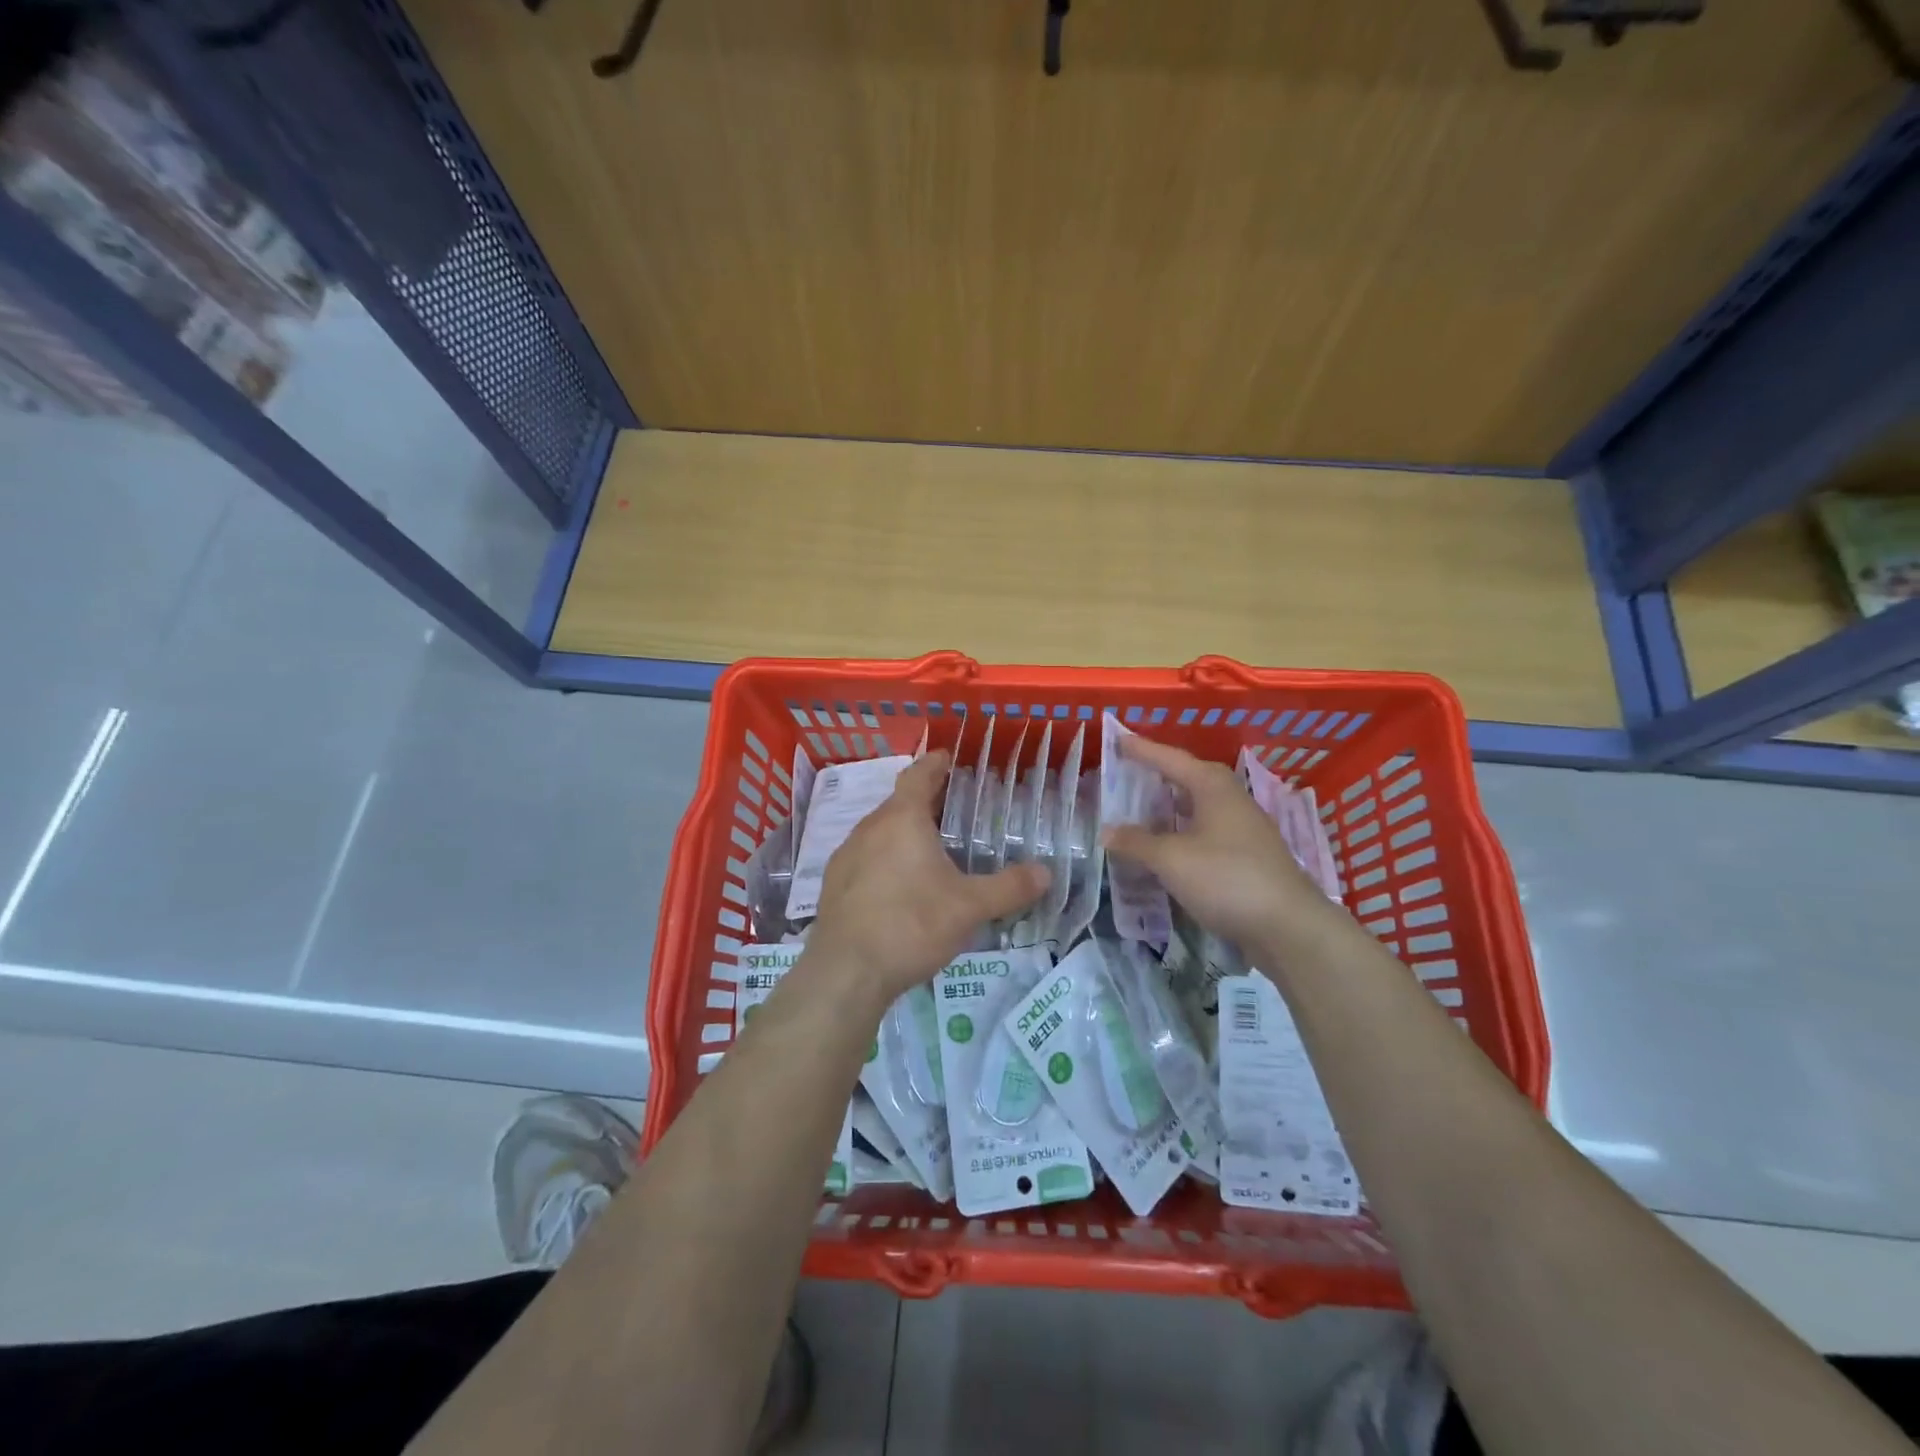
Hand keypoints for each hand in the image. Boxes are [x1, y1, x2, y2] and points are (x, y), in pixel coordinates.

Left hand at [805, 752, 1049, 1009]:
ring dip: (904, 831)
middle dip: (924, 801)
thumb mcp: (969, 907)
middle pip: (899, 802)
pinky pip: (866, 857)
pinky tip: (900, 885)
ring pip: (880, 831)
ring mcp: (846, 856)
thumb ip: (1009, 887)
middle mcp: (869, 828)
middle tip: (953, 808)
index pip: (918, 775)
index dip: (935, 763)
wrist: (846, 972)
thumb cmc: (911, 925)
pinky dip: (886, 858)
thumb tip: (1046, 872)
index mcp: (902, 819)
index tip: (948, 757)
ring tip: (930, 848)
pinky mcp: (834, 884)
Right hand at [1101, 734, 1345, 957]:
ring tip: (1140, 809)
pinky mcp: (1247, 856)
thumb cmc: (1226, 879)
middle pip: (1188, 779)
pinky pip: (1205, 832)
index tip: (1118, 738)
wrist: (1289, 926)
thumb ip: (1136, 842)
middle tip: (1127, 773)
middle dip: (1157, 776)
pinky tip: (1167, 847)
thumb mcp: (1171, 859)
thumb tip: (1106, 830)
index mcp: (1212, 787)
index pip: (1170, 759)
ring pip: (1198, 807)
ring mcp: (1243, 829)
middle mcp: (1230, 799)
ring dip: (1169, 808)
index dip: (1142, 750)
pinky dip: (1181, 832)